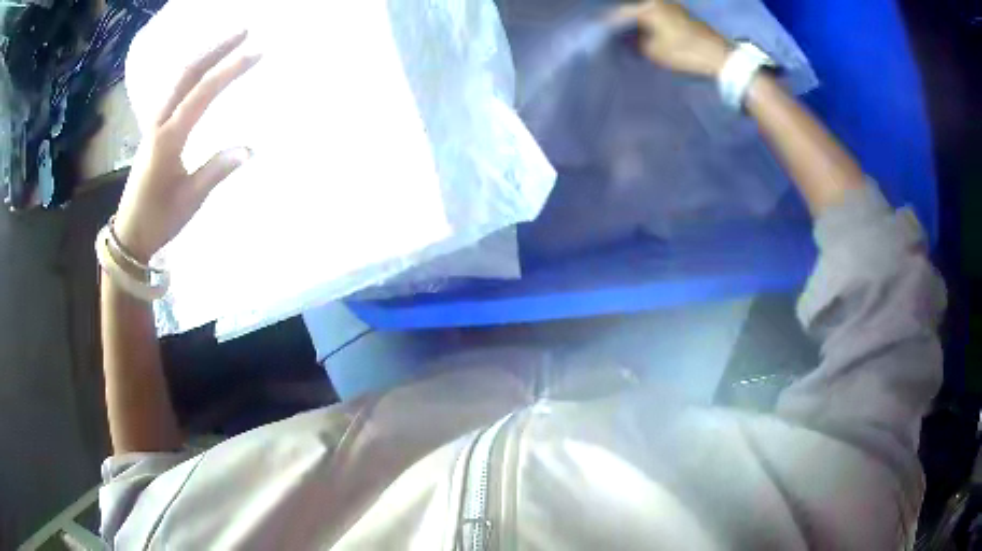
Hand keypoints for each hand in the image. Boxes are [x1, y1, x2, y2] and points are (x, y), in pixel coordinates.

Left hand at [113, 31, 260, 262]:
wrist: (129, 233)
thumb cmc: (159, 220)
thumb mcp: (190, 200)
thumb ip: (216, 170)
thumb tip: (250, 148)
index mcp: (168, 138)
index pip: (203, 93)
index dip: (230, 70)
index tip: (257, 52)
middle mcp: (159, 123)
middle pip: (186, 74)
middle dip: (215, 49)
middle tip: (244, 31)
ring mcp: (154, 124)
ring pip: (178, 79)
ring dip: (203, 56)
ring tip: (227, 43)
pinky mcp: (154, 130)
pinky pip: (173, 91)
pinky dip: (191, 73)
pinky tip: (202, 71)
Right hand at [613, 0, 730, 77]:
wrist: (720, 57)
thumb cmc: (684, 52)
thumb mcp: (653, 51)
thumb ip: (636, 42)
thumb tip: (629, 38)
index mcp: (648, 6)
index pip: (620, 13)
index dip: (608, 24)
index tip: (599, 34)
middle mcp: (658, 1)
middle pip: (634, 9)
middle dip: (623, 20)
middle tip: (612, 33)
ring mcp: (672, 6)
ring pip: (646, 11)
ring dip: (637, 21)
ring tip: (627, 34)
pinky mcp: (682, 14)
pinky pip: (658, 15)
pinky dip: (650, 22)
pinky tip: (645, 32)